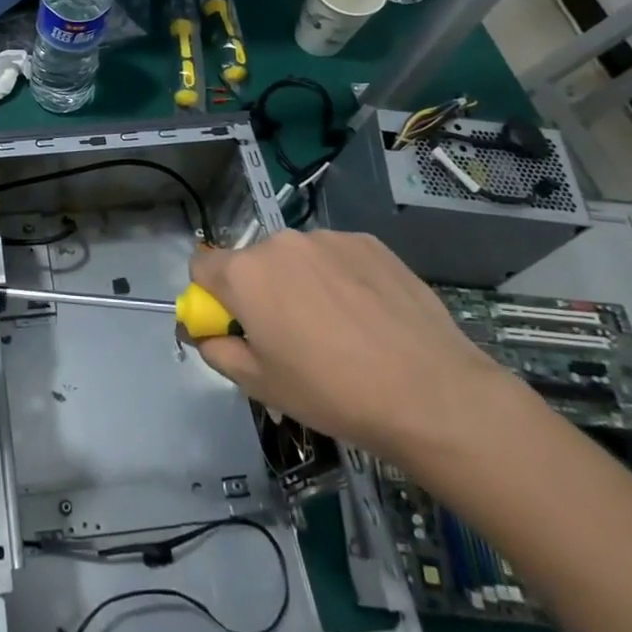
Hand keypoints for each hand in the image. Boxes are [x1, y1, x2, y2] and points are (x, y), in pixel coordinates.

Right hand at [190, 230, 519, 465]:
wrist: (431, 393)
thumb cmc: (332, 392)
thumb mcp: (259, 384)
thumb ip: (217, 350)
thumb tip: (207, 333)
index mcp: (244, 273)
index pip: (200, 265)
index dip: (211, 297)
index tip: (236, 326)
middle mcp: (280, 243)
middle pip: (252, 262)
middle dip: (260, 291)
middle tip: (291, 336)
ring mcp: (328, 238)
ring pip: (296, 258)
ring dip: (301, 282)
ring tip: (339, 328)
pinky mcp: (370, 243)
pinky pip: (337, 256)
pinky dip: (340, 278)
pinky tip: (368, 316)